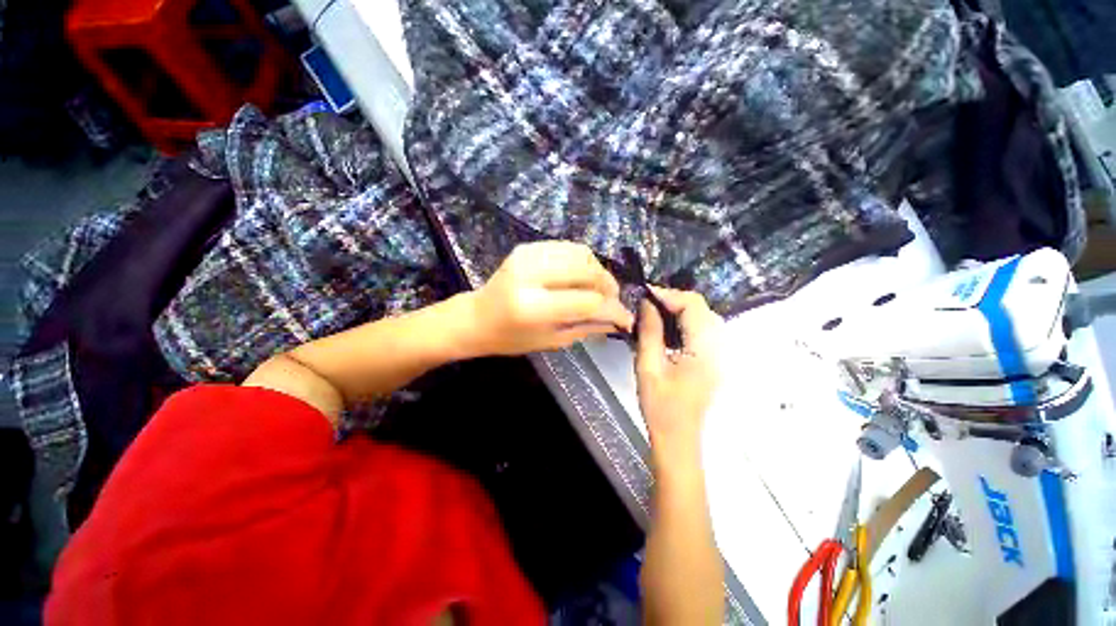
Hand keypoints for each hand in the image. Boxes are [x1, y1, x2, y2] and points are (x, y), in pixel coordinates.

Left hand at [465, 241, 634, 355]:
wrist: (477, 317)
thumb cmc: (511, 338)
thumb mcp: (551, 340)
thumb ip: (587, 327)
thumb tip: (620, 319)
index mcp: (533, 307)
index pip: (588, 302)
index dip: (613, 310)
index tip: (625, 318)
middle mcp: (531, 275)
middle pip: (588, 271)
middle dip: (609, 286)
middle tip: (613, 300)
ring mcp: (528, 255)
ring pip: (582, 254)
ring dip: (598, 271)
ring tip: (599, 288)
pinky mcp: (527, 247)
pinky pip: (568, 247)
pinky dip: (583, 261)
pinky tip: (582, 276)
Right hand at [635, 287, 722, 461]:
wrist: (678, 438)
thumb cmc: (660, 406)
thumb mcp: (648, 366)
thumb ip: (650, 331)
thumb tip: (646, 302)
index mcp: (704, 349)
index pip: (693, 305)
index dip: (668, 294)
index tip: (644, 293)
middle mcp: (719, 347)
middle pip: (701, 308)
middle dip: (673, 300)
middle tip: (647, 304)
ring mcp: (719, 354)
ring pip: (703, 317)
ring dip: (679, 310)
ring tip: (653, 312)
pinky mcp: (714, 359)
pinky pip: (703, 329)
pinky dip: (685, 321)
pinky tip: (667, 327)